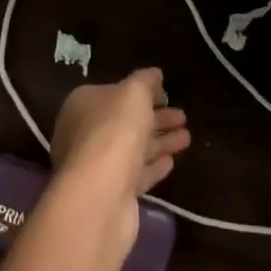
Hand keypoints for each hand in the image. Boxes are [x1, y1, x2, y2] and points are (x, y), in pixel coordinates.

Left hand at [48, 67, 190, 249]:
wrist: (100, 196)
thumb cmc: (114, 130)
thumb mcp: (134, 92)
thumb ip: (145, 81)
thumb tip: (154, 74)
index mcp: (83, 105)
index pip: (114, 93)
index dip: (141, 92)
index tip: (166, 94)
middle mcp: (85, 134)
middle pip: (126, 122)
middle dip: (156, 118)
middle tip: (183, 116)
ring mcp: (97, 166)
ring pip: (134, 148)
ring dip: (160, 141)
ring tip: (187, 137)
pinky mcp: (112, 194)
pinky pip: (136, 174)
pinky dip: (153, 166)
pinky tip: (172, 161)